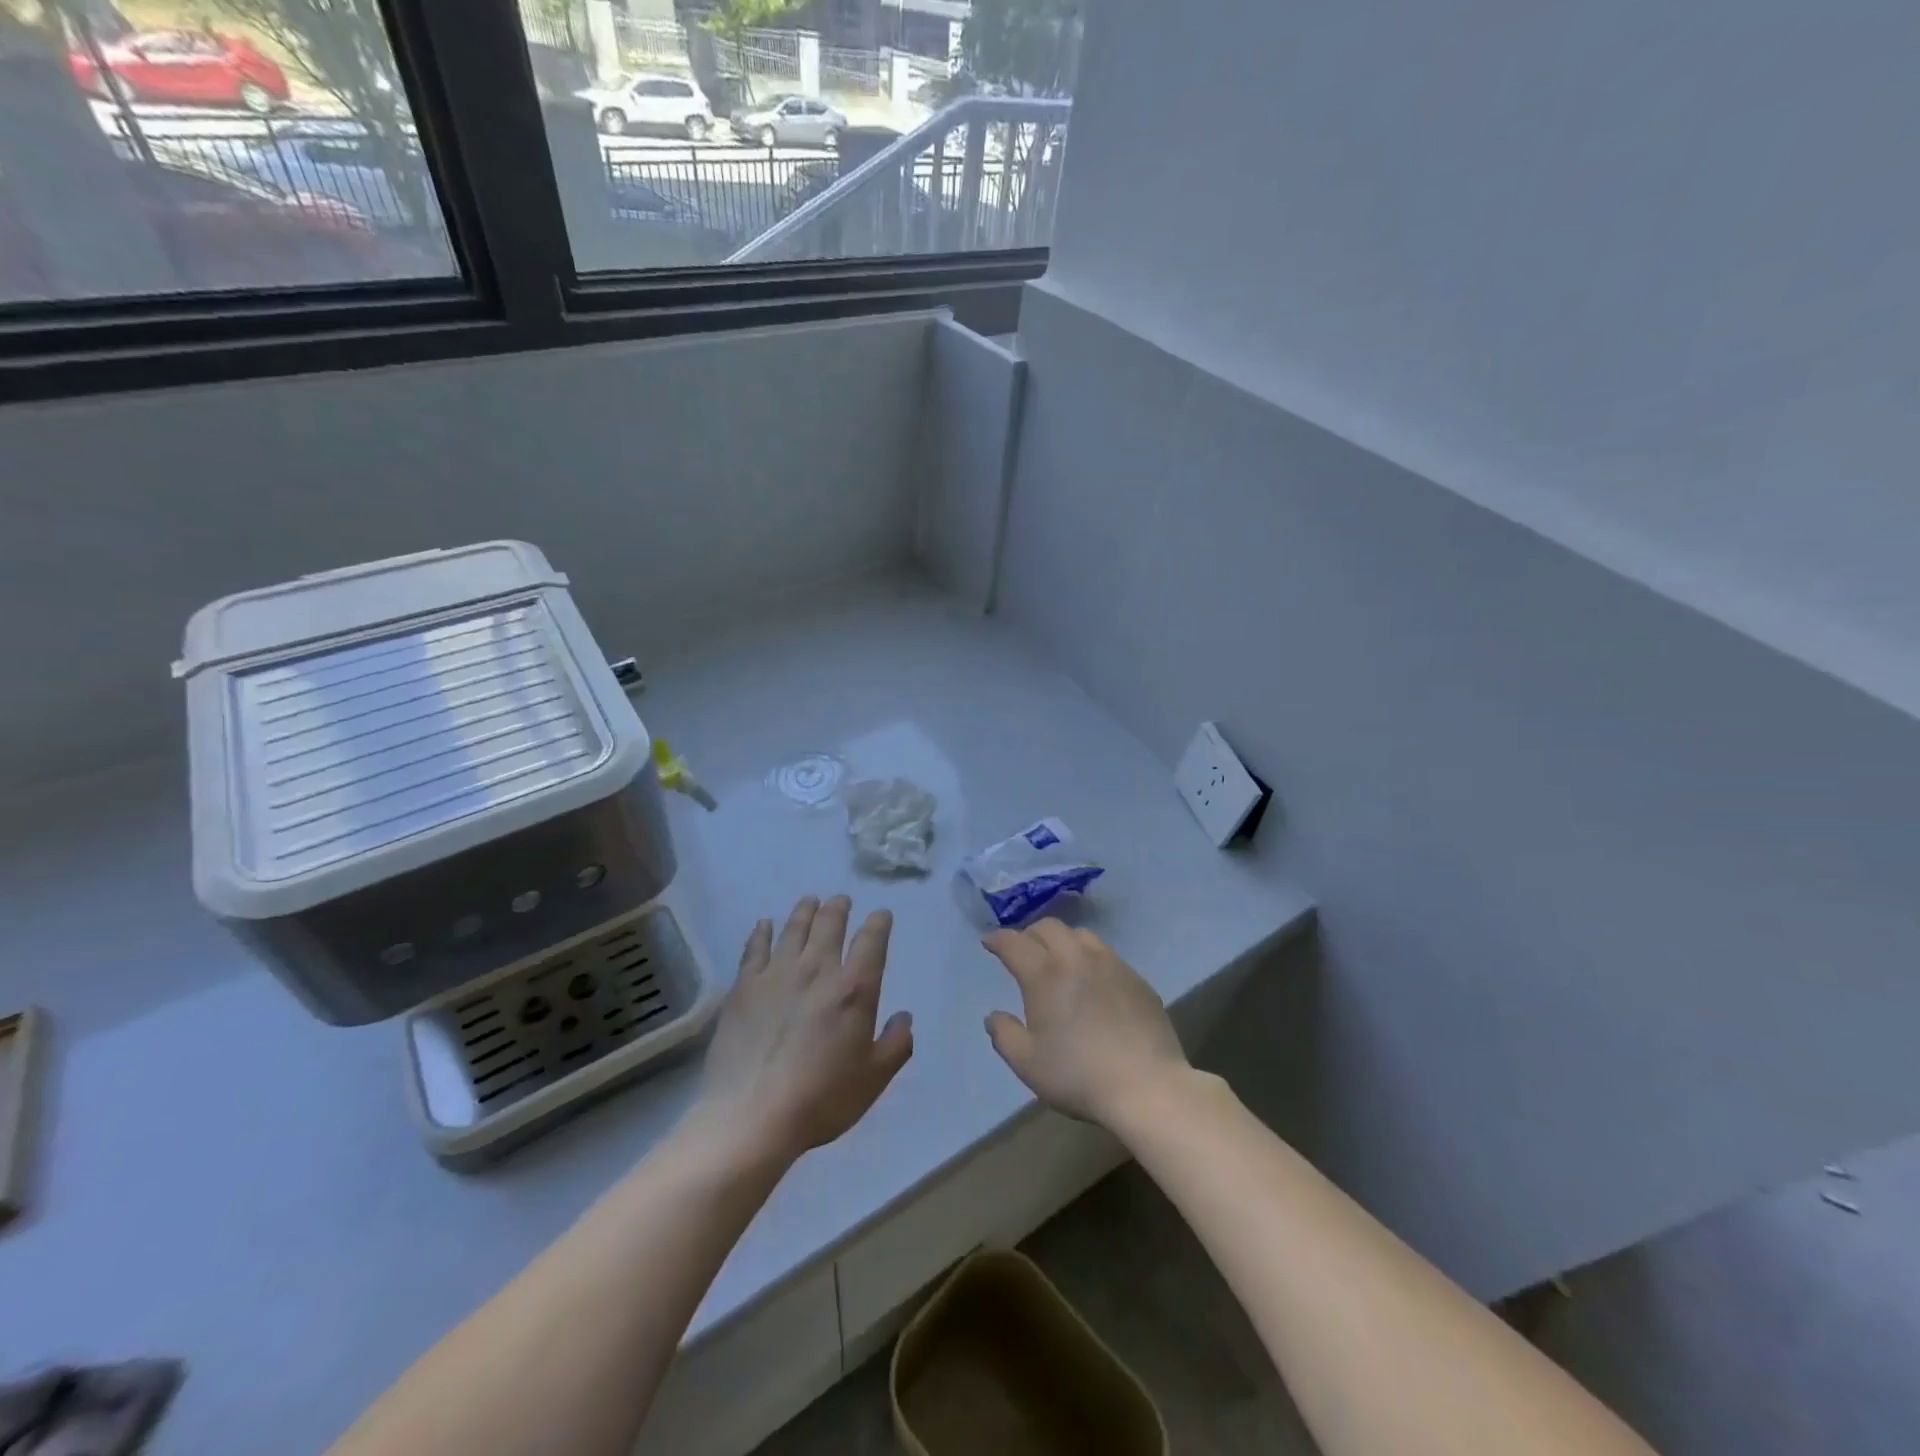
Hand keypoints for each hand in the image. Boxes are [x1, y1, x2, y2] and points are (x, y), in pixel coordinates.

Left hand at [696, 895, 913, 1161]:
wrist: (752, 1115)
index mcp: (854, 987)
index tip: (881, 915)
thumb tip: (904, 1017)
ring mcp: (777, 973)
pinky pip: (754, 948)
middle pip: (830, 923)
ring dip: (805, 911)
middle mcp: (817, 968)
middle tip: (841, 901)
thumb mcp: (874, 1078)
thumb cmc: (822, 1098)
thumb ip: (896, 1044)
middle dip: (839, 907)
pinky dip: (762, 932)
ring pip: (794, 928)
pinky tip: (765, 925)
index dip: (879, 922)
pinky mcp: (744, 986)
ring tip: (810, 902)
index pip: (871, 939)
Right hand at [981, 920, 1190, 1125]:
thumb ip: (1004, 1035)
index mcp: (1045, 973)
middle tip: (1022, 951)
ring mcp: (1111, 963)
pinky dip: (1089, 958)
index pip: (1014, 942)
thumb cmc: (1079, 1075)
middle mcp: (1076, 957)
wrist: (1147, 1086)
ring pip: (1080, 934)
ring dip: (1061, 940)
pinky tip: (1092, 981)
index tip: (989, 942)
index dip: (997, 939)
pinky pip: (1106, 954)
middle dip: (1029, 934)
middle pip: (1048, 927)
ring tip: (1058, 960)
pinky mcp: (1136, 978)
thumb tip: (993, 1016)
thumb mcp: (1028, 1063)